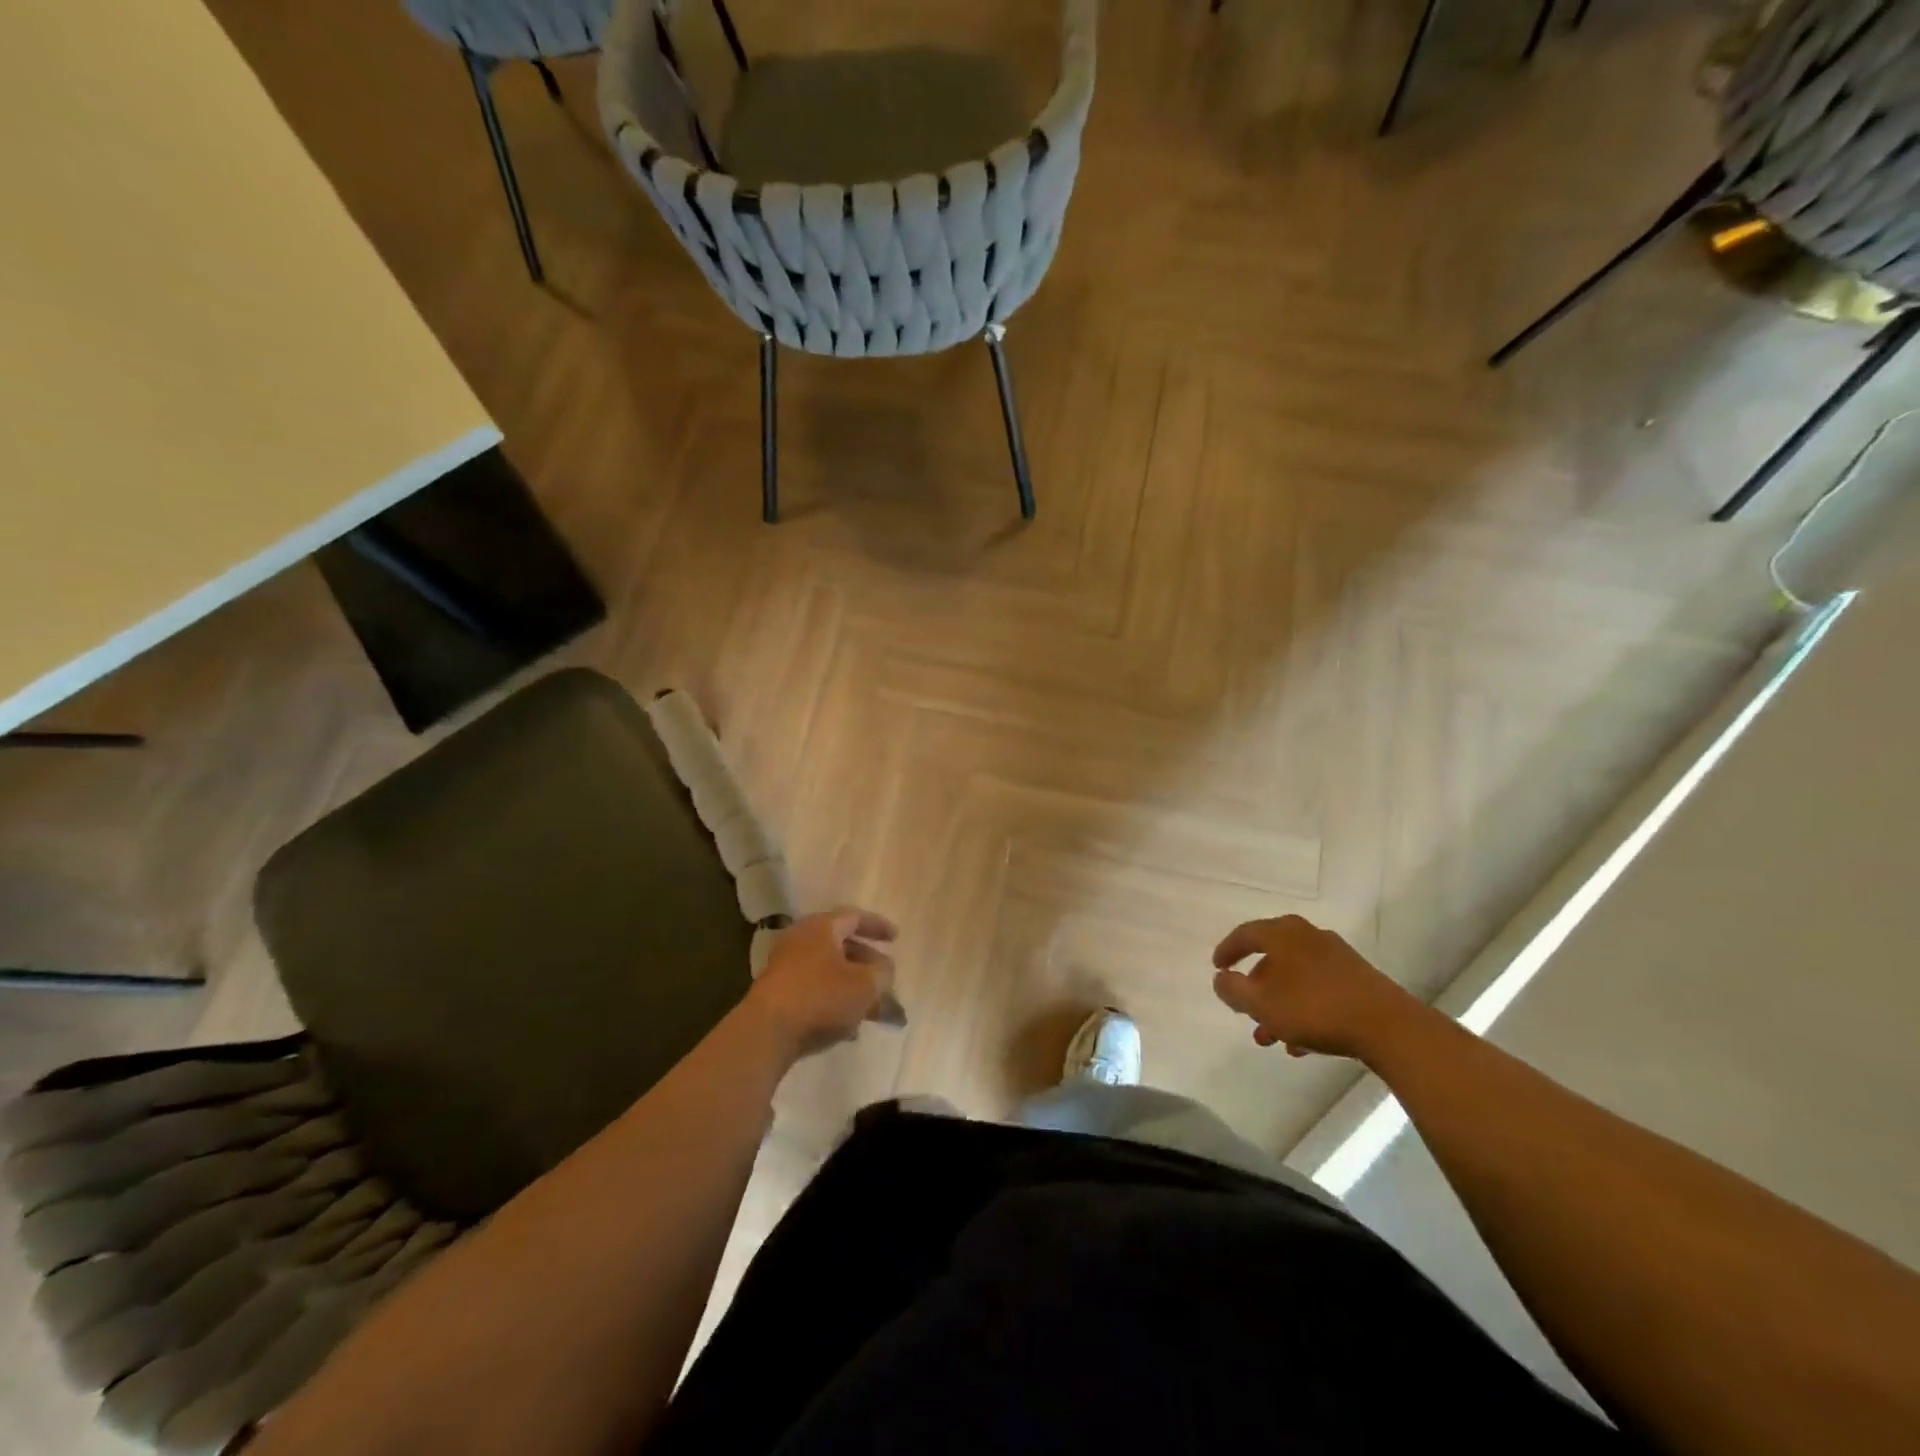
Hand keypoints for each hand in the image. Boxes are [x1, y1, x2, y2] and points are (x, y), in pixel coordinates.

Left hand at [746, 908, 898, 1060]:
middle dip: (869, 965)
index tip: (896, 938)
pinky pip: (815, 992)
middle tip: (888, 980)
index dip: (878, 926)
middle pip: (842, 947)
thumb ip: (882, 972)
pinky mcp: (778, 996)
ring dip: (854, 988)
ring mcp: (786, 969)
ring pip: (830, 973)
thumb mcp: (866, 984)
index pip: (854, 917)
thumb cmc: (821, 997)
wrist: (766, 1033)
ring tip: (876, 1011)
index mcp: (821, 927)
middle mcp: (801, 941)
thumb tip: (883, 969)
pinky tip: (850, 1030)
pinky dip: (835, 1003)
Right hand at [1211, 916, 1426, 1061]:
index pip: (1246, 934)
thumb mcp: (1261, 1003)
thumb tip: (1221, 979)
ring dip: (1279, 1004)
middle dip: (1256, 986)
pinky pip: (1318, 990)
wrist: (1388, 1026)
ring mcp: (1336, 957)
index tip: (1217, 967)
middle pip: (1272, 958)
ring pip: (1296, 978)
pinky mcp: (1358, 980)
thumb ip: (1233, 990)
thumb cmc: (1314, 1008)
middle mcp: (1309, 937)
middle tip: (1244, 1008)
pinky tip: (1301, 1043)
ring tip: (1270, 1037)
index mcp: (1283, 934)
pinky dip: (1303, 1010)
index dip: (1228, 950)